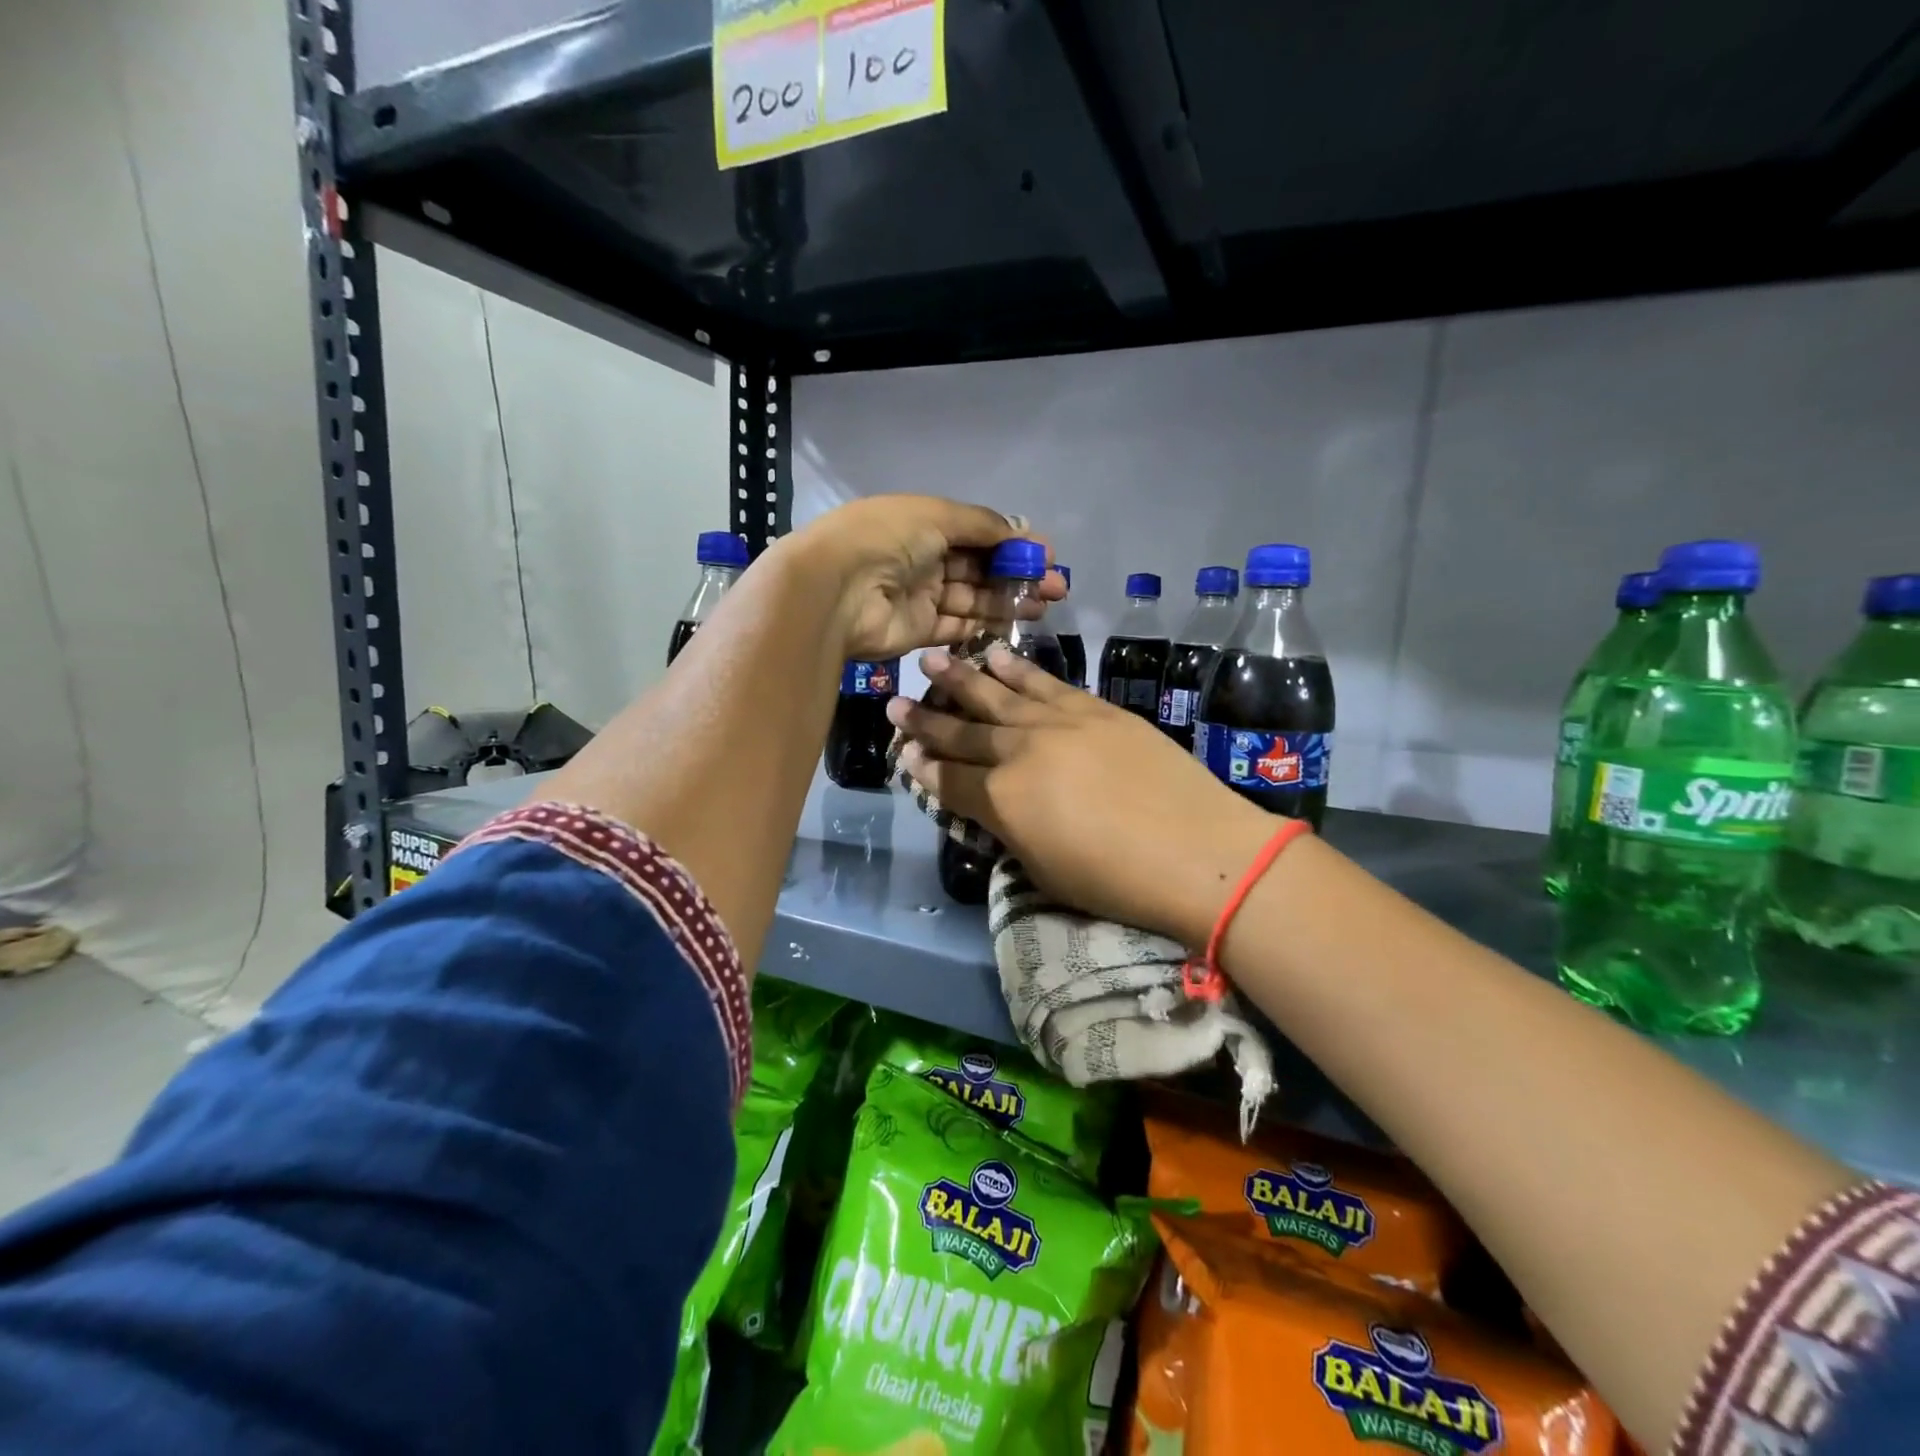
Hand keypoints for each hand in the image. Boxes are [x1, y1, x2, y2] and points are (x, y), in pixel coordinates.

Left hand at [774, 495, 1062, 660]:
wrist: (837, 590)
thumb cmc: (887, 539)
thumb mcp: (937, 515)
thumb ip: (982, 524)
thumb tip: (1021, 530)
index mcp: (923, 524)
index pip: (976, 533)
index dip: (1012, 544)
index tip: (1047, 555)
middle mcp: (923, 559)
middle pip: (979, 569)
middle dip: (1018, 575)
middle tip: (1057, 587)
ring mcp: (920, 597)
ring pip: (973, 599)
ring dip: (1008, 601)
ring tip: (1045, 605)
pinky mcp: (918, 630)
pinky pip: (957, 627)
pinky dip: (984, 624)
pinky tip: (1015, 623)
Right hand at [887, 645, 1275, 945]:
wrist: (1197, 850)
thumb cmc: (1115, 880)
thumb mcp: (1043, 870)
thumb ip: (1008, 830)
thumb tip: (989, 806)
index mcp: (1001, 799)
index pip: (949, 779)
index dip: (922, 765)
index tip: (903, 749)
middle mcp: (1019, 751)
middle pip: (963, 731)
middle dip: (926, 717)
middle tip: (896, 700)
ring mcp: (1058, 723)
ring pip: (998, 693)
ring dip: (962, 677)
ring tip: (934, 658)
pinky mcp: (1094, 709)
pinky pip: (1045, 682)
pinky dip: (1018, 668)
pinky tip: (997, 655)